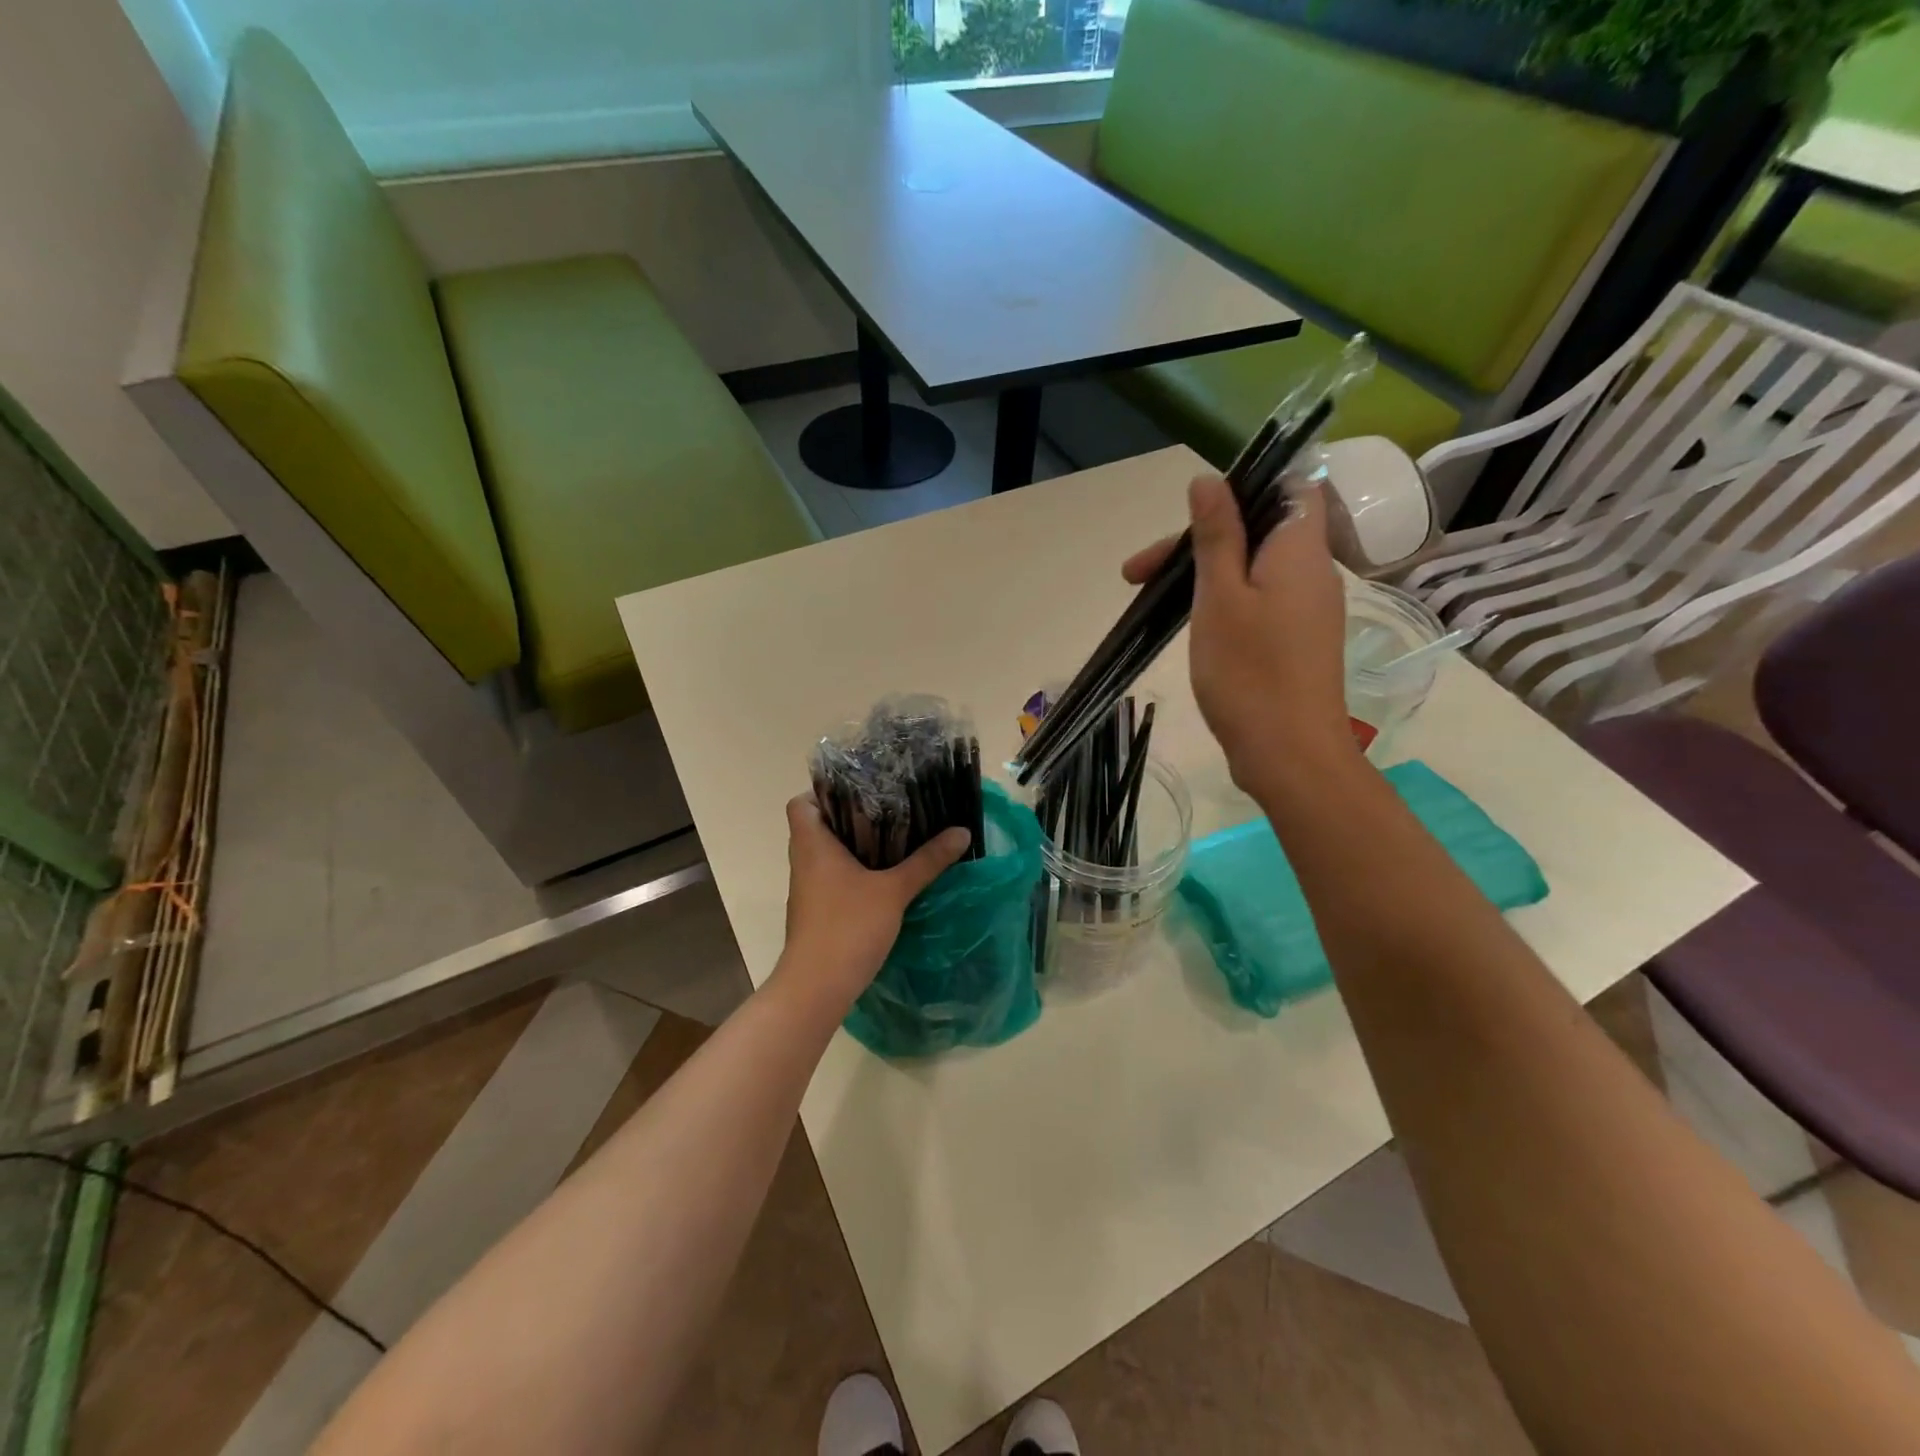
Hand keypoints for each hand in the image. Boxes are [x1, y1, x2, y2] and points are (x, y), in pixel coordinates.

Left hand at [778, 795, 971, 1006]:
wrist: (817, 987)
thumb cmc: (848, 926)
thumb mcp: (894, 890)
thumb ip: (927, 860)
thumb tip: (962, 831)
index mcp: (812, 844)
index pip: (802, 803)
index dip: (823, 792)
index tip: (859, 792)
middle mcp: (804, 861)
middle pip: (818, 825)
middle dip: (851, 816)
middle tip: (888, 809)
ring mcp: (808, 888)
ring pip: (826, 853)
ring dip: (854, 845)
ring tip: (893, 837)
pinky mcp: (817, 911)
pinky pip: (832, 877)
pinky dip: (853, 871)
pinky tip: (884, 876)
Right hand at [1123, 475, 1356, 801]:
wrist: (1289, 755)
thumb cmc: (1249, 672)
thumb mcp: (1220, 597)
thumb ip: (1216, 535)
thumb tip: (1209, 480)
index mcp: (1299, 549)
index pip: (1290, 487)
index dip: (1244, 488)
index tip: (1193, 514)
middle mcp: (1312, 572)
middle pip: (1256, 531)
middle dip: (1196, 542)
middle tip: (1136, 574)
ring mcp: (1306, 610)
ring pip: (1253, 569)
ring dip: (1203, 574)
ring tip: (1151, 600)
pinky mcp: (1296, 641)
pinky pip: (1259, 601)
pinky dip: (1222, 601)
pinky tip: (1189, 624)